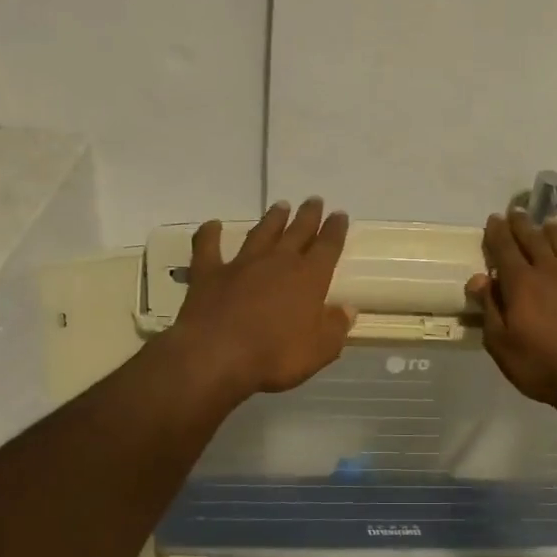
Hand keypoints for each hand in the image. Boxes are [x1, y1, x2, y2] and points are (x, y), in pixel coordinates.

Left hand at [172, 198, 353, 398]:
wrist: (216, 356)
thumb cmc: (275, 356)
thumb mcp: (320, 350)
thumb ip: (335, 327)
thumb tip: (348, 309)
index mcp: (309, 278)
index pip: (328, 247)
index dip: (335, 230)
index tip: (340, 215)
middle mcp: (278, 262)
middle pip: (297, 232)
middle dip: (308, 216)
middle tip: (314, 200)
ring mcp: (242, 264)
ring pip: (261, 233)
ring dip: (272, 219)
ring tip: (280, 206)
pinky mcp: (209, 273)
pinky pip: (209, 247)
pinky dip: (210, 234)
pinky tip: (213, 225)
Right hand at [466, 211, 556, 412]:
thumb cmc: (542, 366)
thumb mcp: (501, 344)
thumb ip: (490, 308)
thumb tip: (479, 278)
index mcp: (522, 284)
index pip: (505, 250)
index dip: (498, 233)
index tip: (494, 218)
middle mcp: (552, 274)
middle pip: (535, 243)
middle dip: (523, 226)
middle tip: (518, 212)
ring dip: (556, 236)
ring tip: (551, 225)